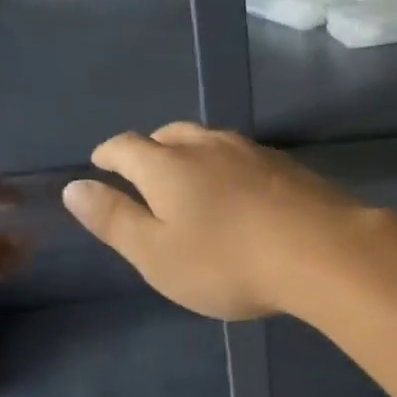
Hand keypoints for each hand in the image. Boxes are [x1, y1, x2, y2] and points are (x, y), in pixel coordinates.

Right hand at [61, 123, 381, 319]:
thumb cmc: (227, 261)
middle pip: (170, 135)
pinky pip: (244, 156)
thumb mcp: (157, 254)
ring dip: (191, 152)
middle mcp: (207, 146)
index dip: (108, 153)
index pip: (126, 147)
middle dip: (151, 148)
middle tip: (144, 167)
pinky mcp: (287, 166)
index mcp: (167, 165)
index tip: (100, 162)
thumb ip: (115, 220)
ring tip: (189, 174)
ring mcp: (252, 151)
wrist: (322, 250)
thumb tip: (75, 187)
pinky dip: (228, 166)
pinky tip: (239, 188)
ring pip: (210, 141)